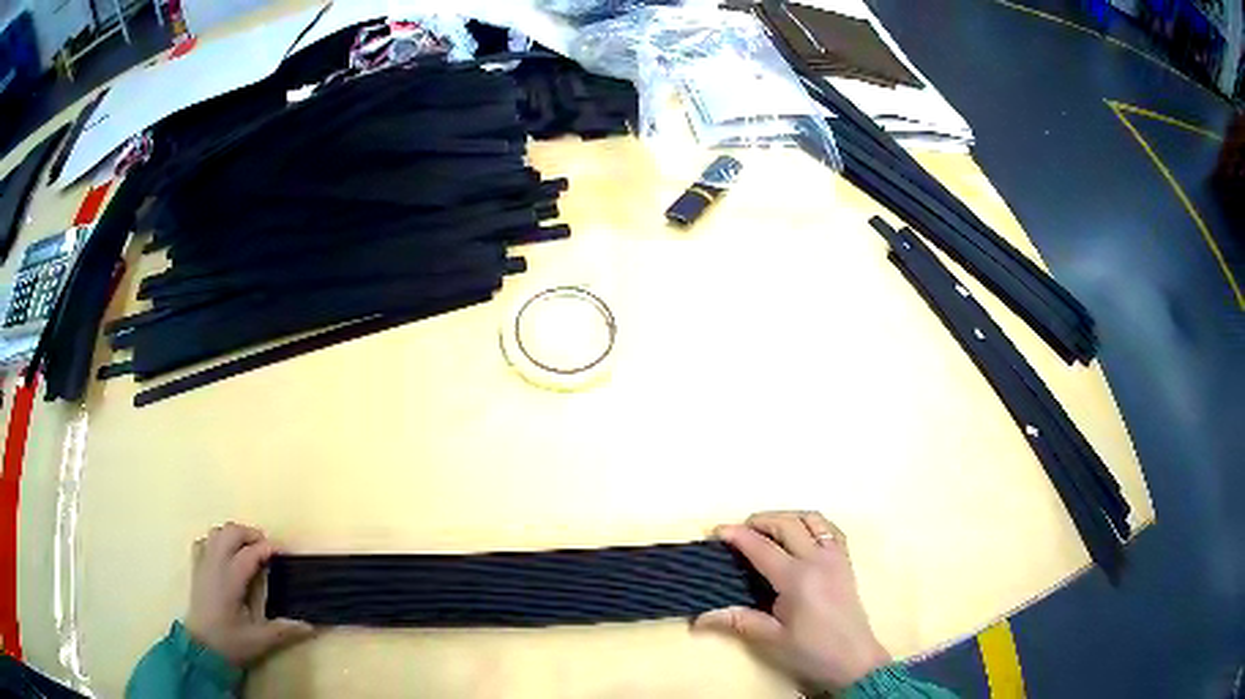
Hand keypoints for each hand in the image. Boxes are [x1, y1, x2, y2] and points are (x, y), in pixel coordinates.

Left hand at [185, 522, 313, 667]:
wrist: (200, 649)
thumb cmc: (230, 643)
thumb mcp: (259, 640)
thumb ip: (284, 630)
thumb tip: (310, 625)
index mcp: (230, 579)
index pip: (250, 553)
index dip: (269, 548)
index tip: (285, 553)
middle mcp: (215, 564)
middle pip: (231, 532)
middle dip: (251, 534)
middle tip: (268, 548)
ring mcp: (203, 564)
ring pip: (217, 532)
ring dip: (234, 535)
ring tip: (248, 550)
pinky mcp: (196, 569)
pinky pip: (204, 542)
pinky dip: (217, 542)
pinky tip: (225, 555)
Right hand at [693, 511, 890, 692]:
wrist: (853, 659)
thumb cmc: (810, 651)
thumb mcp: (771, 639)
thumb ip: (738, 620)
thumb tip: (699, 617)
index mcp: (797, 578)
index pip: (762, 547)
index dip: (738, 536)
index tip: (717, 531)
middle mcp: (818, 559)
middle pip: (787, 524)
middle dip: (760, 521)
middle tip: (739, 532)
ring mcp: (836, 557)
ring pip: (812, 519)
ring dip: (787, 518)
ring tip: (767, 530)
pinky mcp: (846, 561)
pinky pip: (830, 529)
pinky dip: (812, 524)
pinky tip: (800, 535)